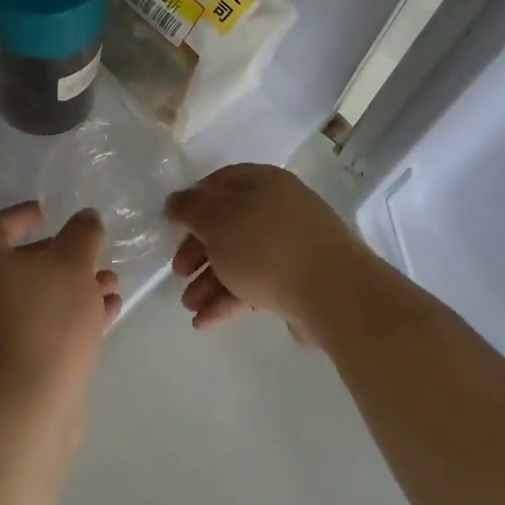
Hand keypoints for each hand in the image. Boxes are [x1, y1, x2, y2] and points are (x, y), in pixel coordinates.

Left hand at [0, 202, 121, 420]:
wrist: (25, 409)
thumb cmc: (45, 320)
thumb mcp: (73, 264)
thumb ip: (82, 234)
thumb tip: (85, 218)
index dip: (21, 216)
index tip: (49, 212)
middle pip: (20, 265)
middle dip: (62, 257)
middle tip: (93, 253)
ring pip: (38, 299)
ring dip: (75, 288)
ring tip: (112, 284)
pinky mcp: (13, 366)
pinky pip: (44, 329)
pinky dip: (73, 318)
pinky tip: (109, 315)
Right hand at [164, 164, 374, 345]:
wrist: (332, 292)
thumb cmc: (265, 245)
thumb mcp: (215, 219)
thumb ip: (189, 208)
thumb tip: (175, 202)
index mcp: (263, 183)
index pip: (220, 183)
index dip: (193, 202)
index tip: (172, 226)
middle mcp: (279, 208)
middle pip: (228, 224)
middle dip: (199, 250)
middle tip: (179, 272)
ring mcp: (292, 246)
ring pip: (241, 258)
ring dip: (210, 281)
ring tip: (189, 306)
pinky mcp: (299, 281)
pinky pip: (256, 284)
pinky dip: (230, 299)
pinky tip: (205, 322)